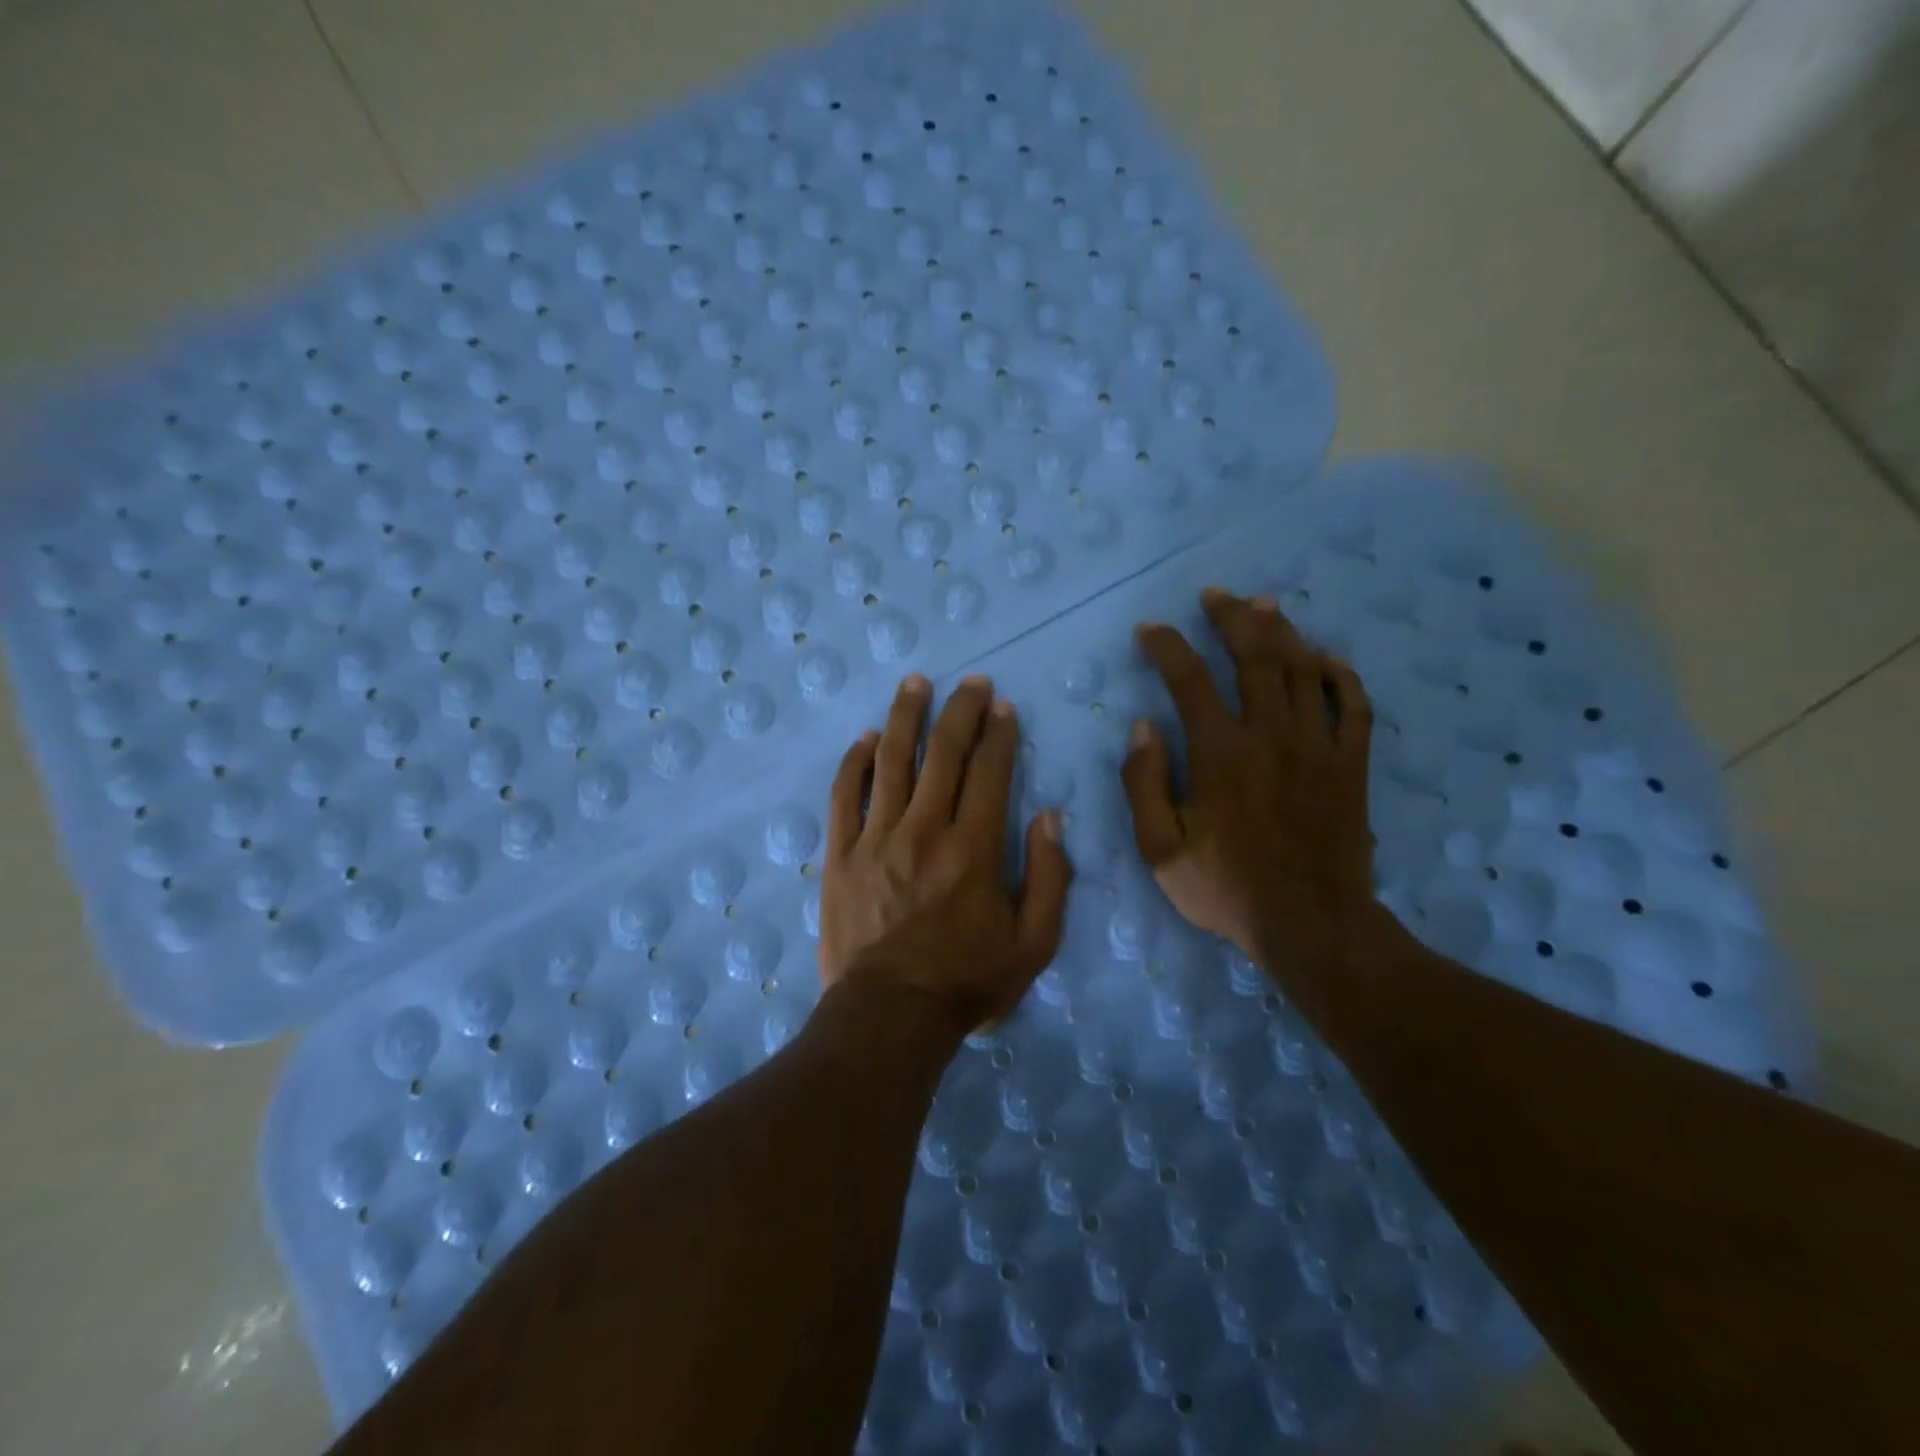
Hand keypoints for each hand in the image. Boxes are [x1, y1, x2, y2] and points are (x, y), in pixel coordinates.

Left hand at [820, 674, 1072, 1034]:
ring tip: (916, 683)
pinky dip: (856, 762)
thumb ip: (1052, 877)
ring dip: (906, 717)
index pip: (991, 772)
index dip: (1000, 734)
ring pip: (892, 761)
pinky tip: (867, 738)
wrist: (890, 1014)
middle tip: (971, 682)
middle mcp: (925, 830)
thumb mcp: (1034, 943)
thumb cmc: (967, 981)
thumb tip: (1049, 818)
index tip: (1003, 707)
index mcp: (975, 848)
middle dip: (961, 711)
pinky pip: (845, 795)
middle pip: (944, 753)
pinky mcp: (841, 854)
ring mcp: (877, 838)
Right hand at [1121, 588, 1380, 1001]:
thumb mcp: (1161, 849)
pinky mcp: (1351, 763)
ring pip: (1303, 669)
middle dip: (1231, 618)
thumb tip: (1144, 728)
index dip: (1167, 646)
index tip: (1151, 631)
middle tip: (1215, 596)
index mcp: (1221, 753)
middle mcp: (1271, 735)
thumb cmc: (1227, 888)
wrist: (1311, 924)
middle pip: (1255, 656)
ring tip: (1263, 606)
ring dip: (1281, 631)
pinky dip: (1340, 674)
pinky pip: (1354, 704)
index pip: (1189, 679)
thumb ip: (1145, 784)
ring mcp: (1319, 745)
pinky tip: (1325, 658)